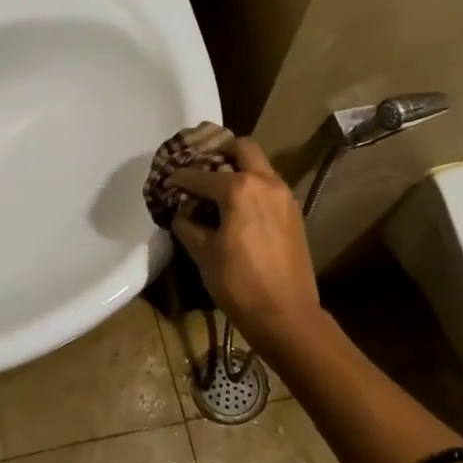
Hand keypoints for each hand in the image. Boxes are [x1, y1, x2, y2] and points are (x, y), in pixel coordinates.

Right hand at [170, 138, 320, 348]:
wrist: (286, 314)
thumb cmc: (238, 283)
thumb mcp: (203, 254)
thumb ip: (188, 226)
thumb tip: (181, 214)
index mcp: (239, 189)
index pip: (201, 174)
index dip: (180, 177)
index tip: (167, 181)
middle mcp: (266, 183)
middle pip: (243, 148)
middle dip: (219, 152)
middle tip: (201, 167)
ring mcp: (285, 197)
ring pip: (260, 166)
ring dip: (239, 169)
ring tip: (217, 189)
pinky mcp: (294, 214)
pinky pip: (270, 187)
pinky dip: (252, 187)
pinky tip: (238, 209)